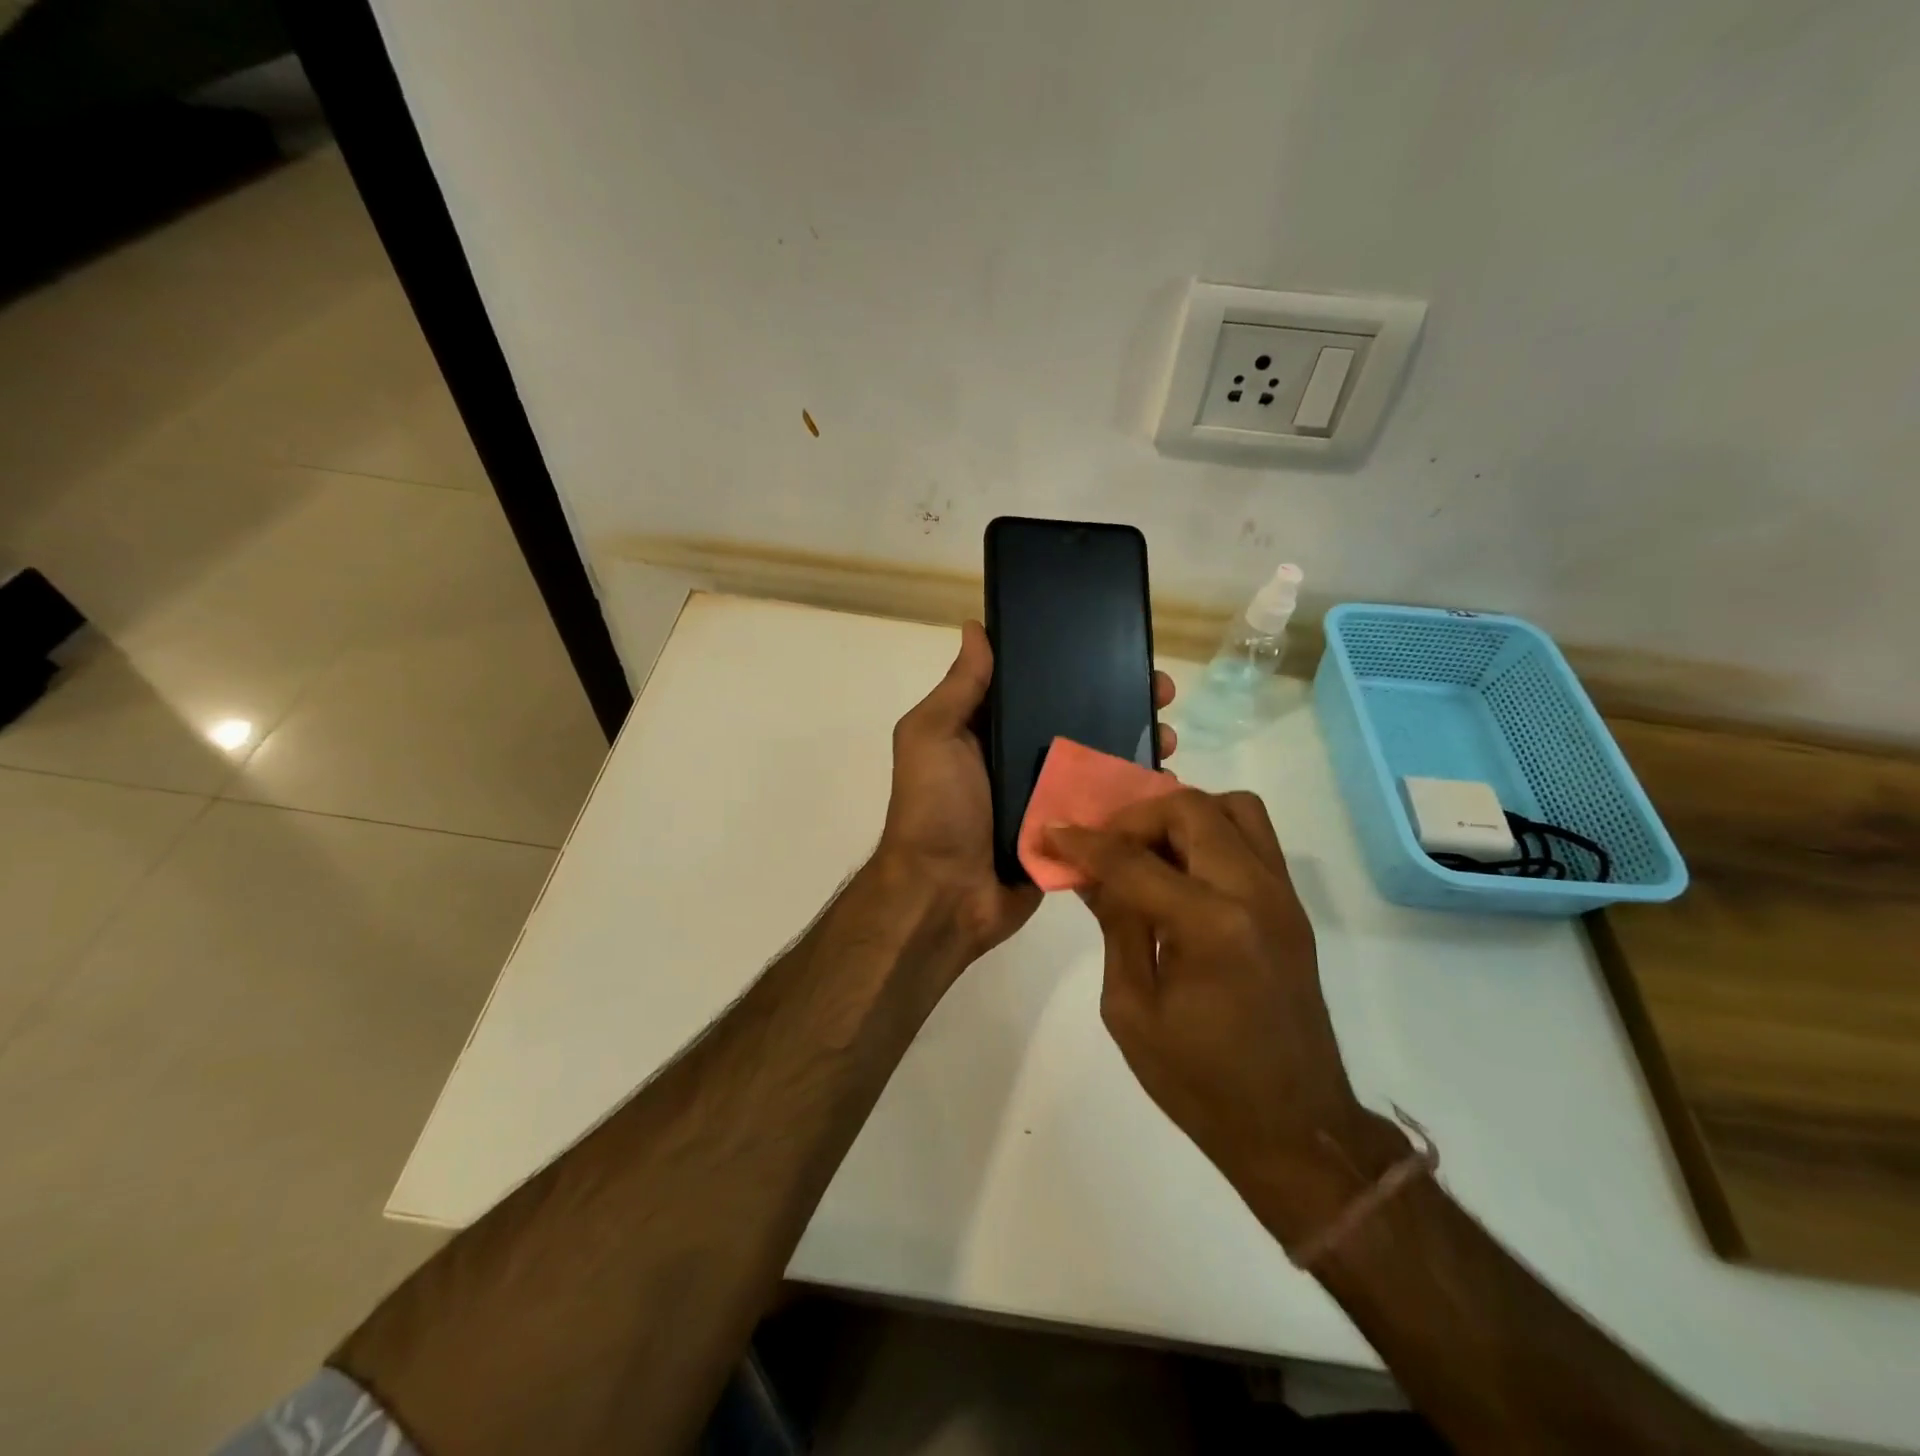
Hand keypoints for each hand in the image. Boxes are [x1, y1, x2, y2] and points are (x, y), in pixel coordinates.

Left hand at [878, 620, 1175, 961]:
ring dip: (1137, 745)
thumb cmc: (935, 809)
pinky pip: (1108, 808)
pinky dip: (1135, 795)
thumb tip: (975, 626)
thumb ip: (959, 687)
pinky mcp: (1070, 833)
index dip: (1077, 665)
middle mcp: (1023, 759)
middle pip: (1081, 720)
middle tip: (1161, 692)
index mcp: (991, 731)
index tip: (1117, 648)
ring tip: (1169, 736)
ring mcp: (1050, 798)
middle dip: (1123, 702)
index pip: (1040, 685)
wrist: (945, 896)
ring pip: (1102, 762)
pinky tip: (1166, 781)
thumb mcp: (932, 736)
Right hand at [1046, 790, 1394, 1246]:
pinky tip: (1180, 871)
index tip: (1050, 832)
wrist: (1294, 1127)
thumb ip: (1115, 926)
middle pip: (1191, 809)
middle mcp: (1254, 893)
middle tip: (1105, 845)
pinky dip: (1210, 832)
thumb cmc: (1200, 1082)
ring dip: (1181, 815)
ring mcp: (1282, 895)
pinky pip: (1252, 836)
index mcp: (1210, 927)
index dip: (1084, 842)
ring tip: (1147, 849)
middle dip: (1135, 817)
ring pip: (1233, 807)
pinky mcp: (1291, 905)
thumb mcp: (1131, 1009)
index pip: (1134, 860)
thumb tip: (1091, 873)